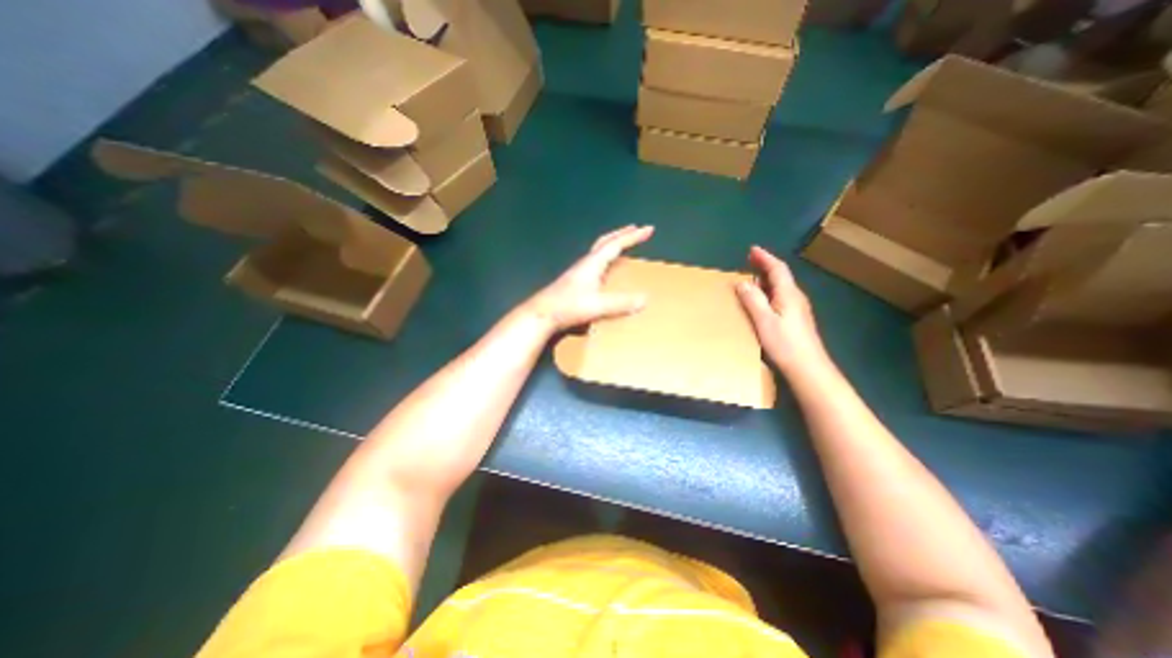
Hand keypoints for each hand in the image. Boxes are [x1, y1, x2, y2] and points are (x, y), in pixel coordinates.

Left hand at [524, 223, 653, 334]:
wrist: (542, 313)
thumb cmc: (568, 306)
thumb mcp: (597, 305)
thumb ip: (620, 303)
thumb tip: (644, 300)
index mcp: (593, 263)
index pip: (616, 244)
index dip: (633, 237)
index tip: (648, 229)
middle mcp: (587, 263)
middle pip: (606, 241)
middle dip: (622, 234)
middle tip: (635, 229)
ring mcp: (580, 271)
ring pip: (600, 250)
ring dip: (613, 244)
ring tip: (624, 245)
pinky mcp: (576, 280)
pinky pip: (596, 261)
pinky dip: (607, 257)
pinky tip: (607, 269)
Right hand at [735, 245, 827, 374]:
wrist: (808, 368)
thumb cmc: (785, 343)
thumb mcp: (764, 321)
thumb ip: (753, 300)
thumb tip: (741, 282)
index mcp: (788, 294)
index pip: (778, 269)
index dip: (765, 258)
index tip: (752, 249)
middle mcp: (795, 297)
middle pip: (781, 276)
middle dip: (765, 266)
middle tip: (749, 261)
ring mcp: (797, 309)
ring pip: (781, 287)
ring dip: (767, 279)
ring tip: (752, 278)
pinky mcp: (796, 320)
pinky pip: (780, 297)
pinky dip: (769, 291)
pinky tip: (762, 300)